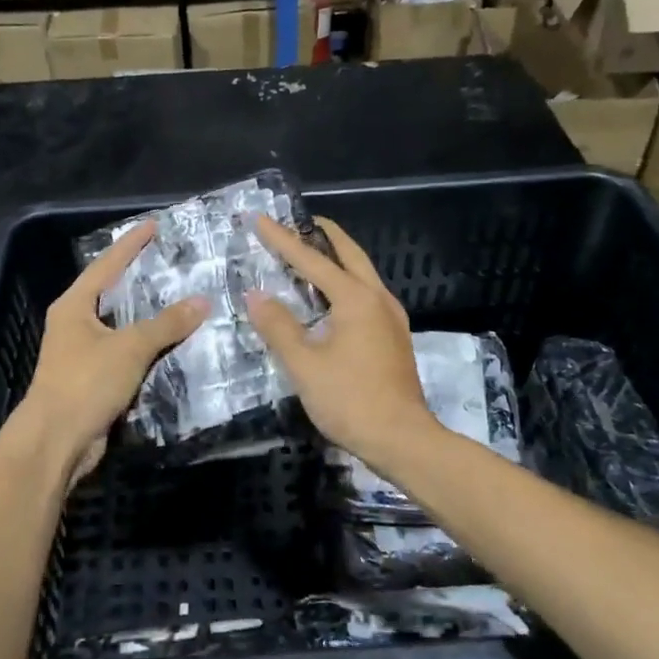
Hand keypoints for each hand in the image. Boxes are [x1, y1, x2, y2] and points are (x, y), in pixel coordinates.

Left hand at [17, 222, 207, 483]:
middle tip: (170, 260)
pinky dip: (147, 347)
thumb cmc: (85, 383)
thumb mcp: (129, 348)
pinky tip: (173, 343)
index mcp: (74, 306)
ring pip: (121, 326)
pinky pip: (126, 354)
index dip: (130, 245)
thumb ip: (166, 324)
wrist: (56, 442)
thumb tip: (202, 300)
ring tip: (179, 297)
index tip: (153, 225)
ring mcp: (82, 354)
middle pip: (112, 293)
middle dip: (139, 278)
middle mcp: (75, 324)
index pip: (106, 266)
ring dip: (148, 316)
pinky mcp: (94, 380)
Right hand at [244, 216, 436, 462]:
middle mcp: (378, 298)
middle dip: (323, 234)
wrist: (403, 439)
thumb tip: (256, 295)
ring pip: (362, 273)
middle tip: (297, 221)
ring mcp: (391, 317)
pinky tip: (331, 297)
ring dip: (336, 257)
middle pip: (349, 254)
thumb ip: (278, 326)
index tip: (259, 218)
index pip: (311, 260)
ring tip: (311, 252)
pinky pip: (366, 294)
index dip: (282, 239)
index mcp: (356, 299)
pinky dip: (345, 281)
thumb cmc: (350, 400)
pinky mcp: (394, 336)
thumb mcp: (304, 365)